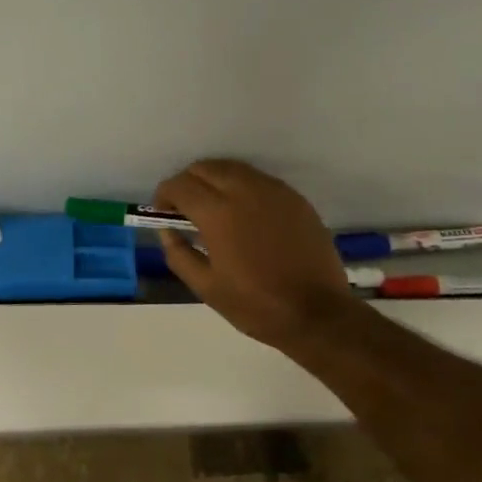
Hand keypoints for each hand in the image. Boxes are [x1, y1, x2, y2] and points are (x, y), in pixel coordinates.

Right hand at [153, 159, 355, 349]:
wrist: (318, 313)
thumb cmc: (256, 305)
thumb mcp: (206, 287)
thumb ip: (179, 253)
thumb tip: (166, 230)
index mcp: (218, 212)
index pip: (179, 185)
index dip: (164, 196)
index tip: (163, 213)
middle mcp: (244, 190)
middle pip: (204, 168)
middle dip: (188, 183)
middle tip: (186, 210)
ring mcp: (273, 190)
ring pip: (232, 168)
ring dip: (214, 180)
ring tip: (214, 208)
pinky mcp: (294, 197)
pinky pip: (258, 179)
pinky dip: (241, 186)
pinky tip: (245, 213)